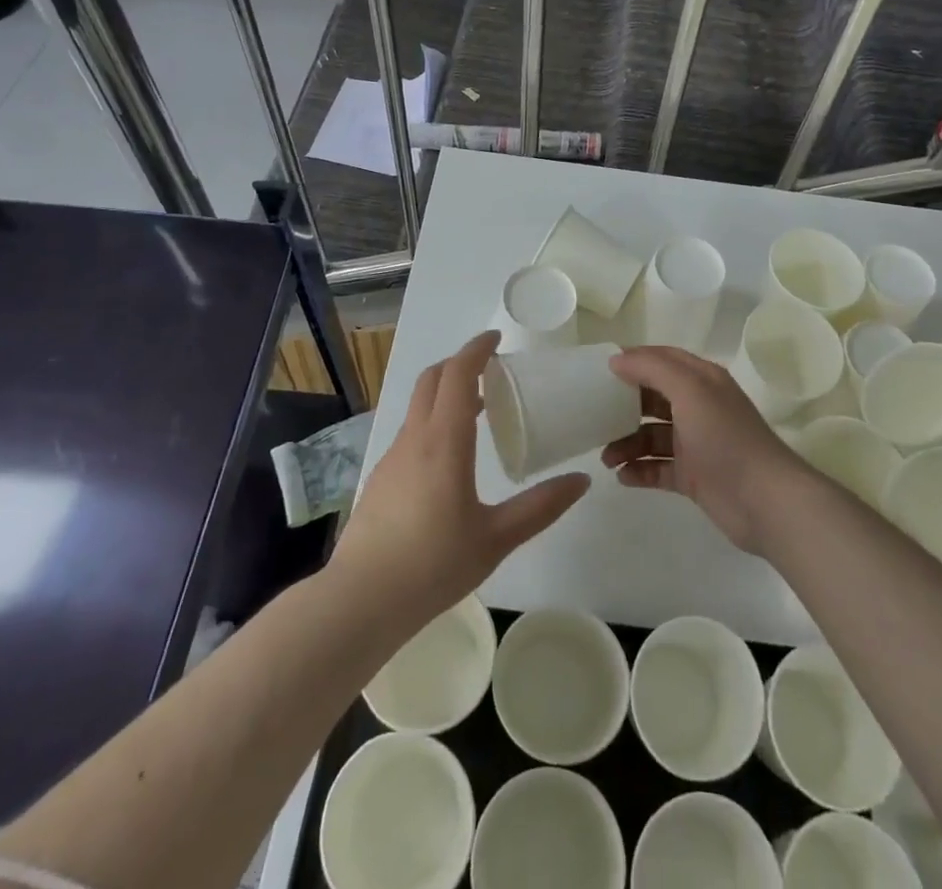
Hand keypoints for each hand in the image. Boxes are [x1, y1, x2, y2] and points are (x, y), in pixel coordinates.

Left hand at [332, 331, 588, 626]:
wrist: (360, 601)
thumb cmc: (433, 565)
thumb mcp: (496, 538)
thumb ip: (541, 507)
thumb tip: (581, 481)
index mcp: (444, 441)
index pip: (458, 374)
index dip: (476, 349)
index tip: (496, 339)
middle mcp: (415, 438)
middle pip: (433, 379)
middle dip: (460, 364)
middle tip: (492, 371)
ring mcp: (393, 457)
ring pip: (419, 405)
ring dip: (446, 393)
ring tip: (479, 410)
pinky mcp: (382, 477)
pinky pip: (411, 431)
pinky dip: (434, 421)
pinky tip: (451, 457)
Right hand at [601, 346, 806, 555]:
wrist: (766, 501)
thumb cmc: (726, 437)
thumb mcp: (690, 391)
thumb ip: (653, 369)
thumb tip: (617, 360)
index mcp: (701, 380)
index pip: (661, 359)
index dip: (632, 361)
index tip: (598, 371)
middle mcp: (698, 407)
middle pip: (652, 398)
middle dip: (623, 405)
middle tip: (593, 416)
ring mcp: (696, 443)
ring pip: (651, 436)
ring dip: (627, 443)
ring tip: (606, 458)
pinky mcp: (693, 476)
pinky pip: (658, 468)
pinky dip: (639, 470)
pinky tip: (622, 477)